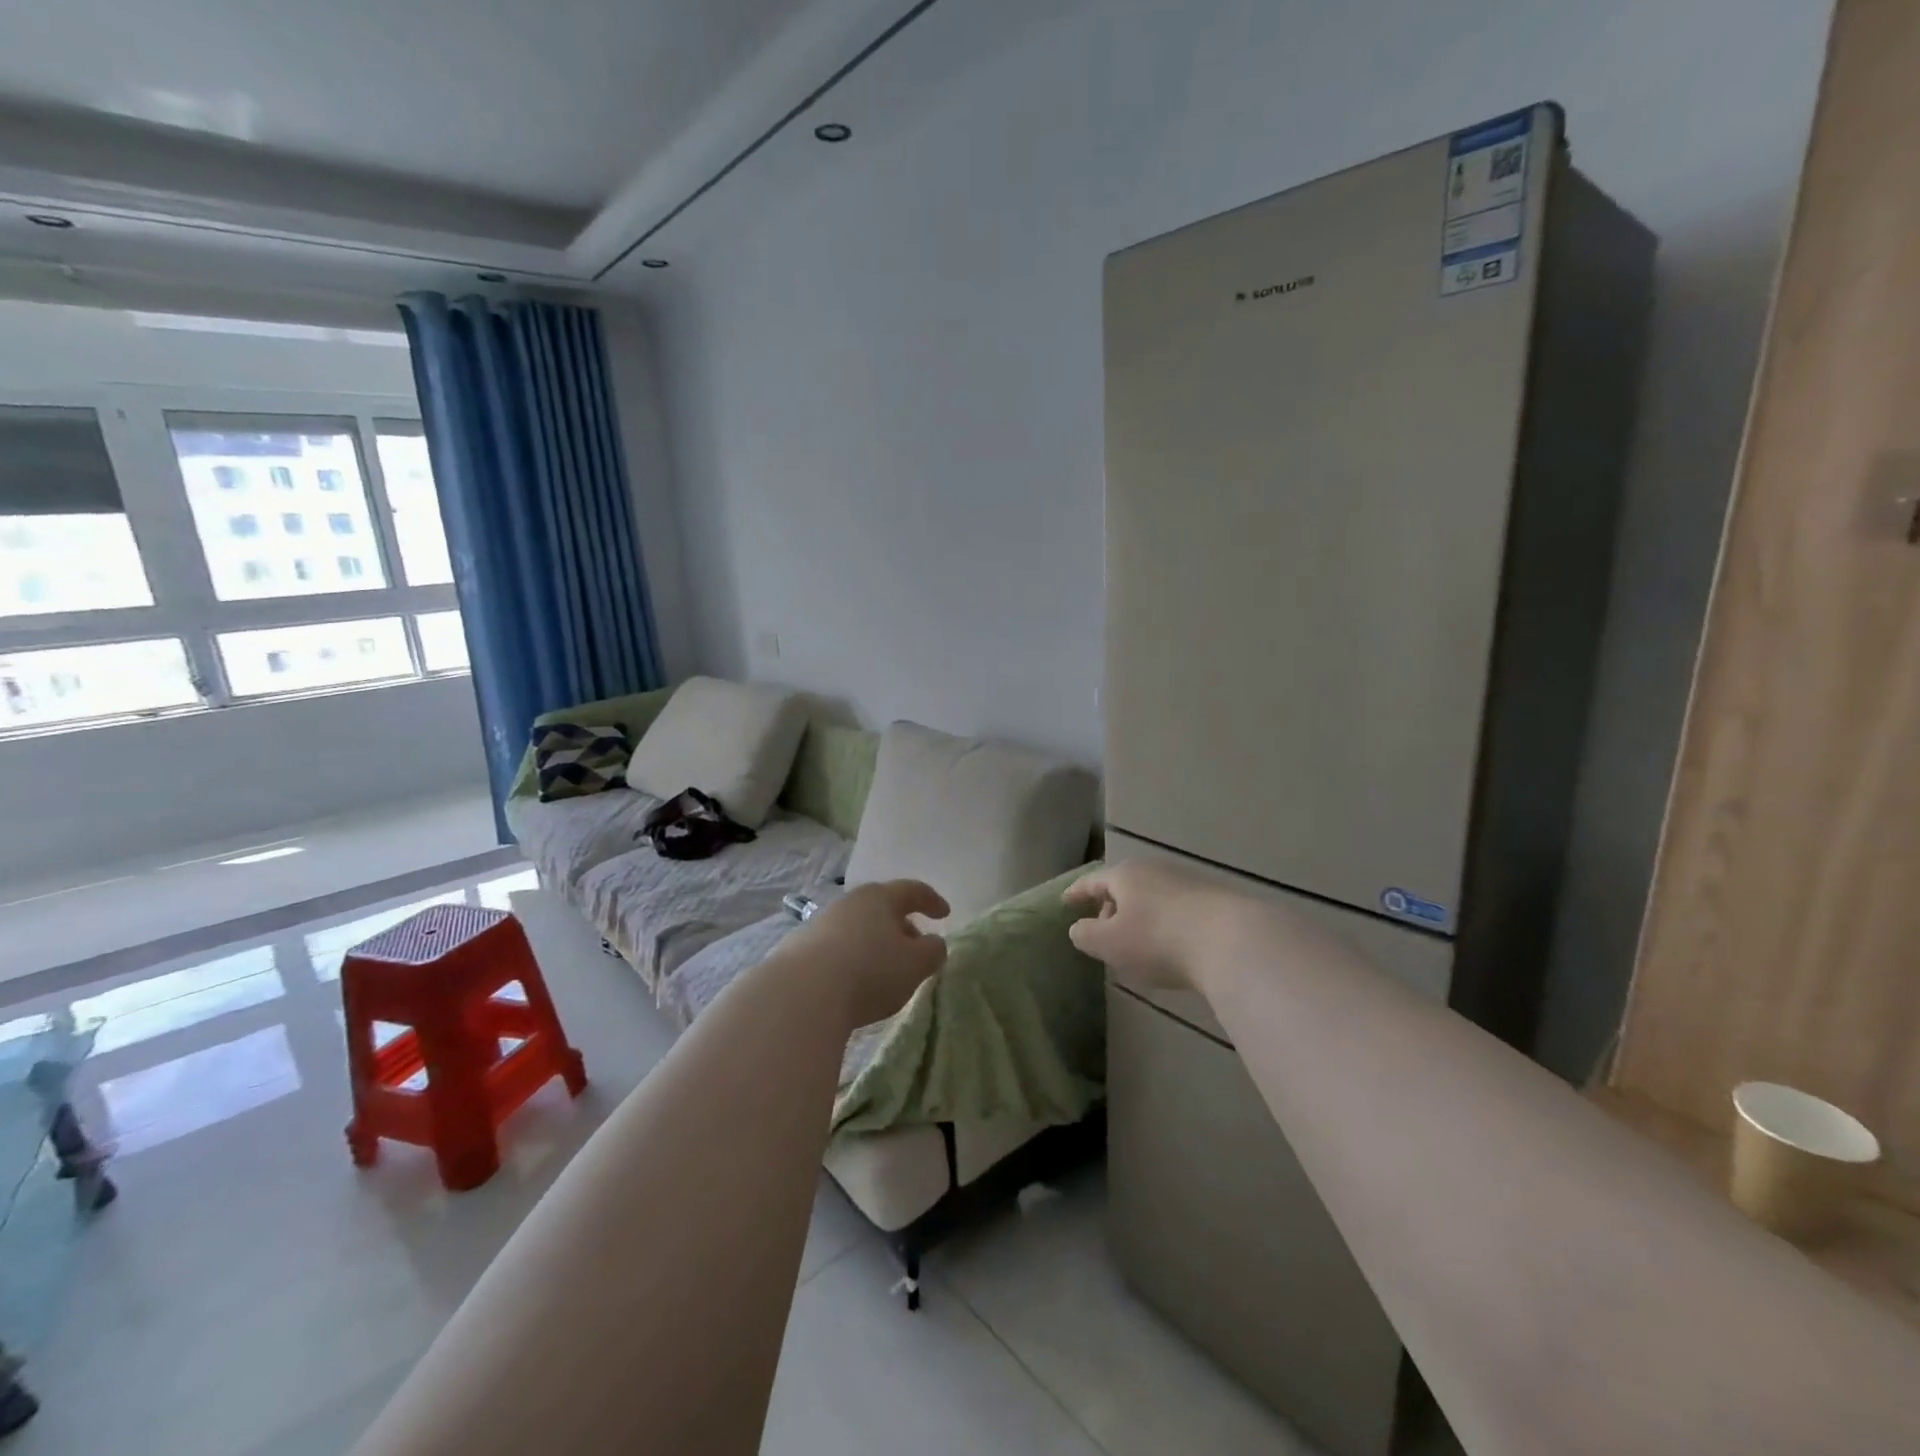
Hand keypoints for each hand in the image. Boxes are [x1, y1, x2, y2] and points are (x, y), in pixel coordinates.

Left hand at [780, 880, 950, 1027]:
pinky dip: (851, 958)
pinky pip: (836, 948)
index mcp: (880, 898)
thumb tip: (933, 944)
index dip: (932, 901)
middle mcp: (849, 903)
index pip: (912, 890)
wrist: (801, 995)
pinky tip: (853, 982)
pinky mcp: (799, 949)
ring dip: (875, 943)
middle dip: (902, 926)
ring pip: (858, 928)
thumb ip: (933, 951)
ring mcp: (820, 924)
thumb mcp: (916, 965)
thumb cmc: (869, 972)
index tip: (945, 914)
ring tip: (886, 970)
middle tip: (916, 947)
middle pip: (882, 908)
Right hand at [1063, 860, 1223, 991]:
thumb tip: (1078, 928)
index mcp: (1124, 876)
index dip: (1077, 892)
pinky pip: (1177, 910)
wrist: (1232, 941)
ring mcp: (1187, 883)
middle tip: (1102, 929)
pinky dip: (1165, 924)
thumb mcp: (1110, 944)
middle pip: (1124, 886)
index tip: (1065, 902)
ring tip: (1136, 943)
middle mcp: (1154, 870)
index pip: (1092, 881)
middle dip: (1111, 906)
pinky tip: (1170, 947)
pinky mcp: (1214, 901)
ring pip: (1152, 897)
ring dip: (1140, 917)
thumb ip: (1086, 935)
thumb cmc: (1158, 940)